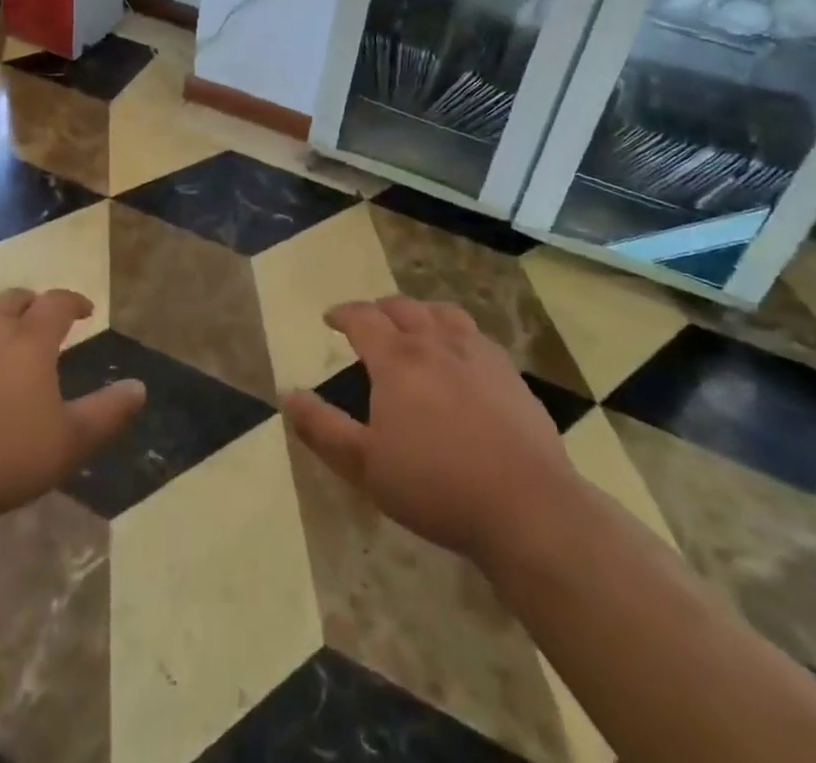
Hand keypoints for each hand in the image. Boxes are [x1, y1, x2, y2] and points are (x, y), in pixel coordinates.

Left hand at [0, 289, 144, 532]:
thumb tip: (140, 387)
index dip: (75, 302)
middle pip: (15, 298)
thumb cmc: (3, 459)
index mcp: (30, 339)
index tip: (86, 311)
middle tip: (41, 322)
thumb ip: (107, 413)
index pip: (58, 303)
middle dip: (33, 305)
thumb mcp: (68, 443)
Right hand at [282, 296, 579, 568]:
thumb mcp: (364, 465)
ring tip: (413, 326)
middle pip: (403, 308)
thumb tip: (287, 394)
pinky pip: (476, 336)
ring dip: (419, 312)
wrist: (528, 508)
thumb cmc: (436, 486)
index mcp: (398, 359)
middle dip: (379, 309)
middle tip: (368, 322)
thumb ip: (321, 428)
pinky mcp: (510, 374)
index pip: (363, 318)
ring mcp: (478, 355)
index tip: (330, 318)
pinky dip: (456, 333)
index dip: (342, 313)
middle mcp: (436, 343)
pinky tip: (460, 356)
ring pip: (442, 314)